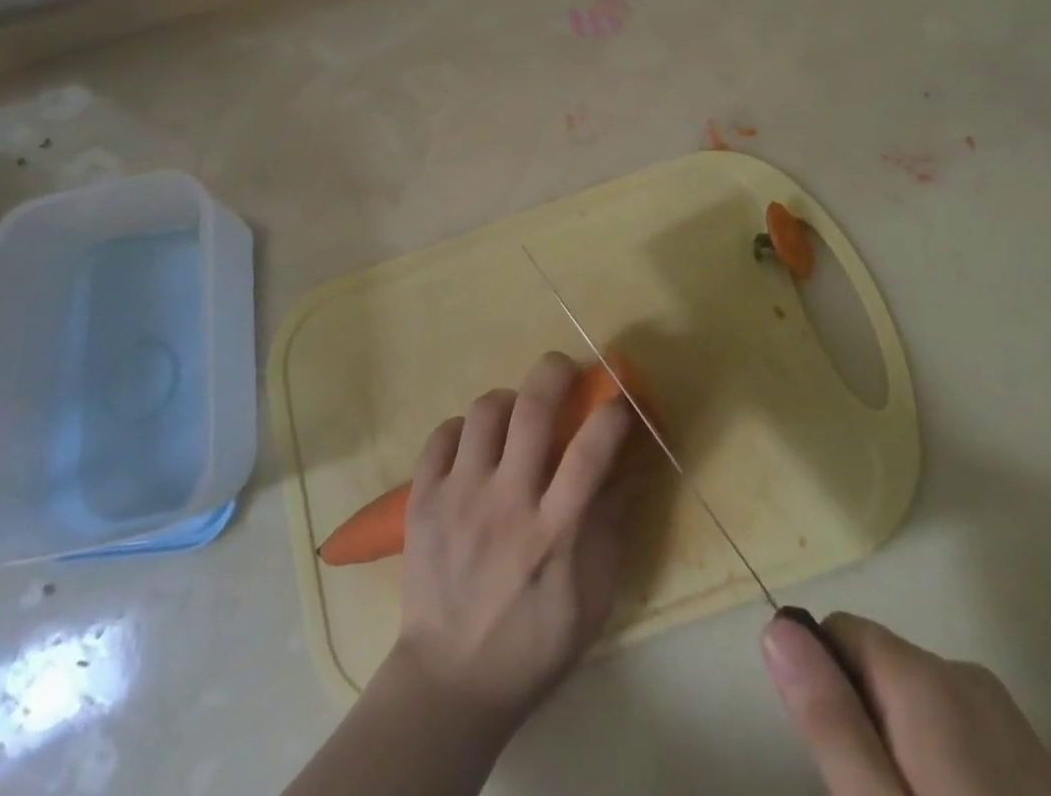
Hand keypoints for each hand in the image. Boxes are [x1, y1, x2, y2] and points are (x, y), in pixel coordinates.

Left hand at [393, 351, 635, 733]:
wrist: (450, 682)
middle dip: (554, 373)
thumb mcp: (591, 601)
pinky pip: (441, 435)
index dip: (612, 415)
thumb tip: (628, 472)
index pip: (591, 452)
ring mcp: (459, 497)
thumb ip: (611, 531)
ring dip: (507, 400)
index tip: (620, 400)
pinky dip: (461, 429)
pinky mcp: (422, 500)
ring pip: (483, 412)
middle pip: (532, 410)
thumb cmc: (533, 645)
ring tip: (514, 414)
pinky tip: (473, 445)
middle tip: (563, 369)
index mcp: (554, 532)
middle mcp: (506, 503)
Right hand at [761, 612, 1050, 795]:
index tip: (839, 760)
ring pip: (916, 700)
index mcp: (925, 679)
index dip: (825, 686)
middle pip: (878, 666)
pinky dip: (942, 766)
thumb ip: (829, 719)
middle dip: (864, 723)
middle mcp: (966, 676)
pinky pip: (958, 729)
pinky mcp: (1034, 758)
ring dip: (901, 747)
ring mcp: (1008, 718)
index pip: (839, 631)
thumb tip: (775, 627)